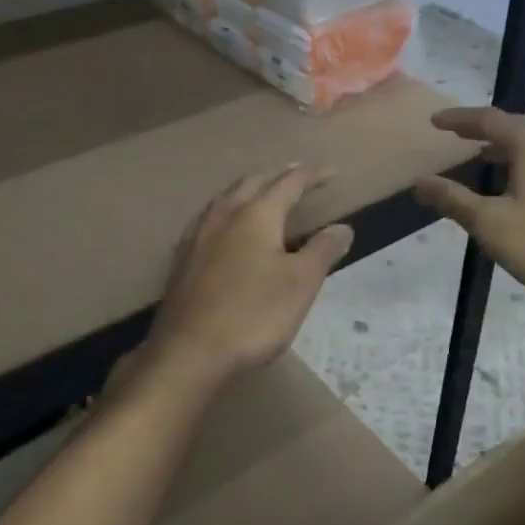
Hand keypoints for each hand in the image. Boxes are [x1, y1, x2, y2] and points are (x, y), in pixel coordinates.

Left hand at [144, 165, 352, 387]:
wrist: (190, 350)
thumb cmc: (254, 314)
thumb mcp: (301, 284)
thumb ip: (322, 250)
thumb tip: (342, 227)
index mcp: (257, 214)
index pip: (289, 183)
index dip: (311, 176)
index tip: (331, 173)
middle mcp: (224, 215)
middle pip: (253, 182)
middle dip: (277, 176)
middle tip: (297, 177)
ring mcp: (198, 235)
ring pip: (226, 198)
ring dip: (249, 190)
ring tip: (263, 195)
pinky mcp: (182, 258)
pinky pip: (209, 219)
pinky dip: (227, 212)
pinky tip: (226, 229)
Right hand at [413, 107, 524, 314]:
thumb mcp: (489, 223)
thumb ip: (452, 198)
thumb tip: (420, 181)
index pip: (489, 119)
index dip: (459, 119)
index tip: (434, 122)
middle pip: (515, 126)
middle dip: (484, 129)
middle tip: (457, 135)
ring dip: (505, 147)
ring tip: (481, 158)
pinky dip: (524, 162)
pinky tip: (515, 184)